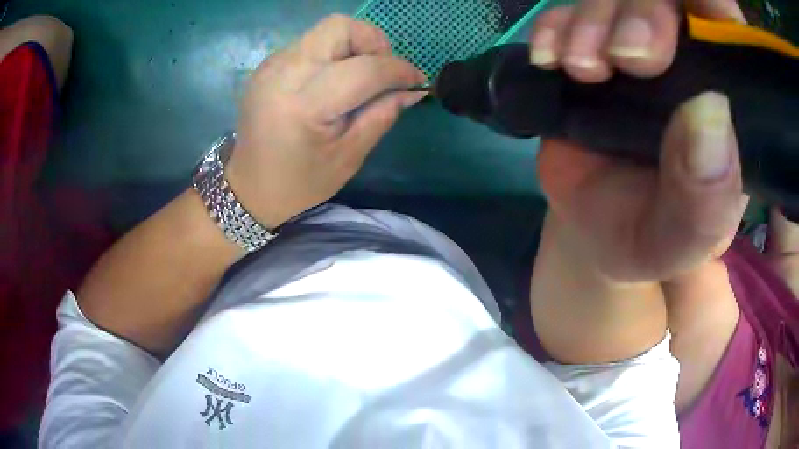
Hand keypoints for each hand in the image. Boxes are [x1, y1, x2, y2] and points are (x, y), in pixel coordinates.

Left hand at [226, 15, 425, 227]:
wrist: (248, 187)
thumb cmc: (299, 182)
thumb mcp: (348, 157)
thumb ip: (382, 116)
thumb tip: (412, 90)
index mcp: (304, 106)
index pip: (364, 69)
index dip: (398, 70)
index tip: (416, 81)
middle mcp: (284, 74)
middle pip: (340, 27)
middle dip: (373, 42)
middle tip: (382, 72)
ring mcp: (272, 66)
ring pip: (326, 30)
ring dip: (354, 46)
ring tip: (361, 77)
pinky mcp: (268, 65)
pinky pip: (311, 43)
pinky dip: (334, 53)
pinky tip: (335, 80)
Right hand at [529, 0, 747, 281]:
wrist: (595, 232)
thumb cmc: (650, 240)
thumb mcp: (683, 241)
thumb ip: (704, 202)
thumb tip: (708, 109)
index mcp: (728, 103)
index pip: (728, 27)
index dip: (711, 5)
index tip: (684, 21)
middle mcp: (685, 62)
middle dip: (641, 12)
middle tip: (625, 58)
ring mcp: (632, 48)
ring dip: (592, 20)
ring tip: (581, 69)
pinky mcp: (589, 49)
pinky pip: (567, 14)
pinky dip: (554, 26)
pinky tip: (550, 60)